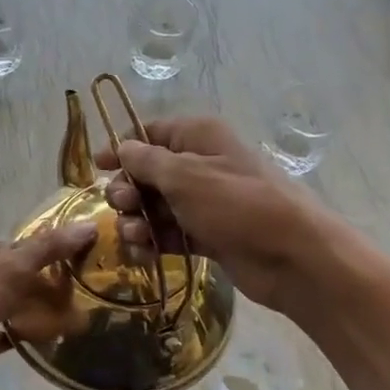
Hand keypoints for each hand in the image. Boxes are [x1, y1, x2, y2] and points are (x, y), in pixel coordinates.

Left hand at [0, 223, 97, 389]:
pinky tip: (54, 335)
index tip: (63, 252)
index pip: (2, 246)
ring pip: (10, 306)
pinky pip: (10, 336)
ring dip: (35, 306)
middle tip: (74, 281)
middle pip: (9, 277)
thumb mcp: (10, 270)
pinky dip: (29, 334)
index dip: (29, 246)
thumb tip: (88, 226)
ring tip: (71, 306)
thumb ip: (47, 248)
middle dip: (38, 278)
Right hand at [95, 116, 328, 310]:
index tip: (96, 166)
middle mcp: (202, 164)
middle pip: (149, 173)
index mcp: (200, 137)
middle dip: (129, 190)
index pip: (152, 133)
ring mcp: (206, 203)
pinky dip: (155, 241)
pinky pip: (172, 233)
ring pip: (157, 206)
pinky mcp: (209, 235)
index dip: (122, 148)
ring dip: (138, 220)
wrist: (292, 256)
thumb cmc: (236, 203)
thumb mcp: (185, 175)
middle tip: (123, 206)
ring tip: (135, 235)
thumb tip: (123, 148)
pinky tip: (143, 252)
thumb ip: (147, 161)